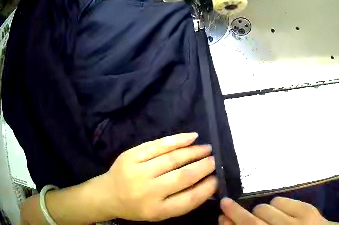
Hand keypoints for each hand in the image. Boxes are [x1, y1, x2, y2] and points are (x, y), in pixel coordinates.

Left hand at [99, 133, 216, 220]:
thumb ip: (180, 202)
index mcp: (158, 210)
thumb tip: (205, 184)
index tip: (218, 178)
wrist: (108, 194)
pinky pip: (157, 145)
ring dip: (192, 152)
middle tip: (215, 160)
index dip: (207, 187)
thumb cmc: (136, 208)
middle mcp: (149, 191)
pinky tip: (190, 137)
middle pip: (182, 177)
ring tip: (206, 148)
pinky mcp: (131, 155)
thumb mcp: (159, 214)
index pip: (189, 198)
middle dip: (203, 167)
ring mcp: (138, 170)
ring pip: (171, 158)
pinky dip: (176, 140)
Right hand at [219, 197, 327, 224]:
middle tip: (235, 209)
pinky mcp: (308, 210)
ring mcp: (297, 221)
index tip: (222, 214)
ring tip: (270, 218)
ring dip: (262, 212)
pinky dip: (278, 205)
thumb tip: (228, 220)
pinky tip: (284, 213)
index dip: (230, 220)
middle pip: (251, 220)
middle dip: (239, 213)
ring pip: (264, 207)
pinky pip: (281, 199)